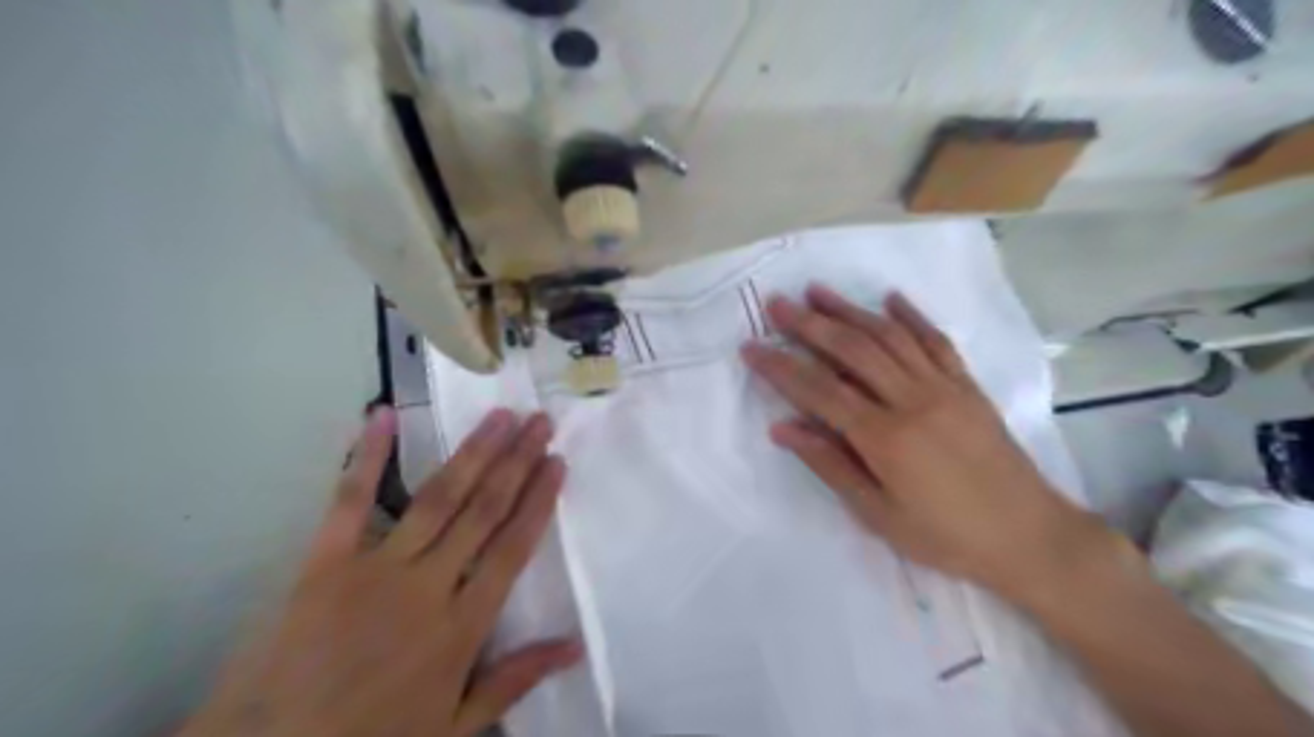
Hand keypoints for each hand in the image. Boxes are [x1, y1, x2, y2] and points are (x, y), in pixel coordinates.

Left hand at [181, 408, 579, 736]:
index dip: (538, 501)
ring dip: (473, 452)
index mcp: (461, 626)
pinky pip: (350, 500)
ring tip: (501, 416)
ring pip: (438, 497)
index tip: (557, 462)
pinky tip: (383, 414)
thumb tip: (576, 645)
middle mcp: (428, 585)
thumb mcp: (453, 727)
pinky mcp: (323, 561)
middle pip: (484, 511)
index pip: (513, 548)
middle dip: (517, 462)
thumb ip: (514, 680)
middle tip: (540, 421)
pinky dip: (368, 456)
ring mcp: (375, 568)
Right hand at [737, 284, 1106, 601]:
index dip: (781, 367)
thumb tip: (782, 429)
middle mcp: (912, 400)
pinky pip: (935, 341)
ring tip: (817, 291)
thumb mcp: (879, 514)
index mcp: (885, 437)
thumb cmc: (946, 535)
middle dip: (809, 324)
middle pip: (852, 350)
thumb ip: (830, 465)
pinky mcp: (967, 387)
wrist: (1029, 536)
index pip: (819, 391)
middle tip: (777, 304)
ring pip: (889, 337)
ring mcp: (943, 388)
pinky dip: (910, 316)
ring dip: (850, 310)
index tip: (751, 347)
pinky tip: (890, 299)